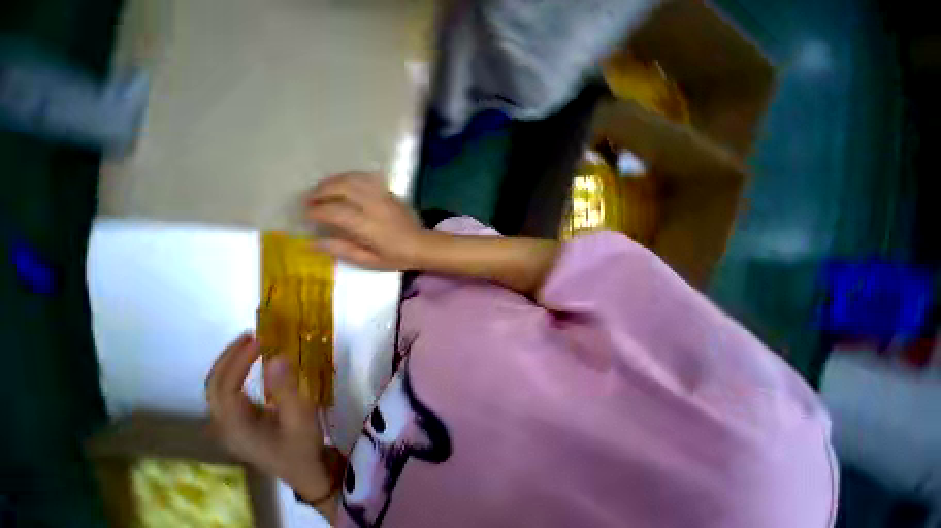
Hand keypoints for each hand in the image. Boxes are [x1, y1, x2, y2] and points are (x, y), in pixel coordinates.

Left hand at [206, 333, 331, 500]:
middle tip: (251, 336)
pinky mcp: (238, 423)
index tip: (259, 340)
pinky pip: (227, 393)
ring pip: (216, 390)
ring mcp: (228, 426)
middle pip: (213, 387)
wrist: (305, 470)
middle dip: (228, 358)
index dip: (238, 361)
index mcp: (235, 427)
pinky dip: (235, 373)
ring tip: (250, 344)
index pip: (225, 388)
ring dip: (229, 364)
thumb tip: (277, 356)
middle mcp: (224, 426)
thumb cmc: (303, 445)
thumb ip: (287, 388)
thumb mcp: (300, 417)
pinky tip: (251, 365)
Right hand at [307, 172, 428, 270]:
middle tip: (309, 200)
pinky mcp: (390, 193)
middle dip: (320, 191)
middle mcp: (374, 207)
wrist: (423, 245)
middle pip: (342, 188)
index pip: (335, 211)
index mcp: (368, 226)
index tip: (307, 215)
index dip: (316, 211)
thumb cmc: (397, 257)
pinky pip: (367, 178)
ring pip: (354, 178)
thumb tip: (312, 243)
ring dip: (333, 181)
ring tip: (322, 190)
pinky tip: (344, 184)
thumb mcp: (369, 261)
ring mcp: (383, 197)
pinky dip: (351, 178)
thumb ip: (342, 250)